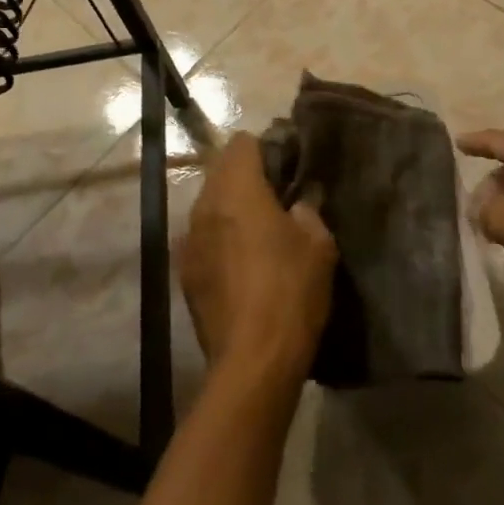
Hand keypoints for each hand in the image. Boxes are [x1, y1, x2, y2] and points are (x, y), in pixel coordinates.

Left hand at [181, 133, 337, 384]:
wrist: (252, 362)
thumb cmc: (291, 292)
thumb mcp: (319, 245)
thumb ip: (308, 210)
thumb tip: (299, 201)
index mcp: (237, 189)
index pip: (242, 142)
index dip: (266, 148)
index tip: (286, 167)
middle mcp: (206, 204)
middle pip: (221, 170)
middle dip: (246, 176)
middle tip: (276, 198)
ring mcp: (189, 238)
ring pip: (209, 203)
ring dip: (230, 207)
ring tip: (258, 231)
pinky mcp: (184, 270)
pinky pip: (202, 236)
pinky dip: (219, 238)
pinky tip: (240, 264)